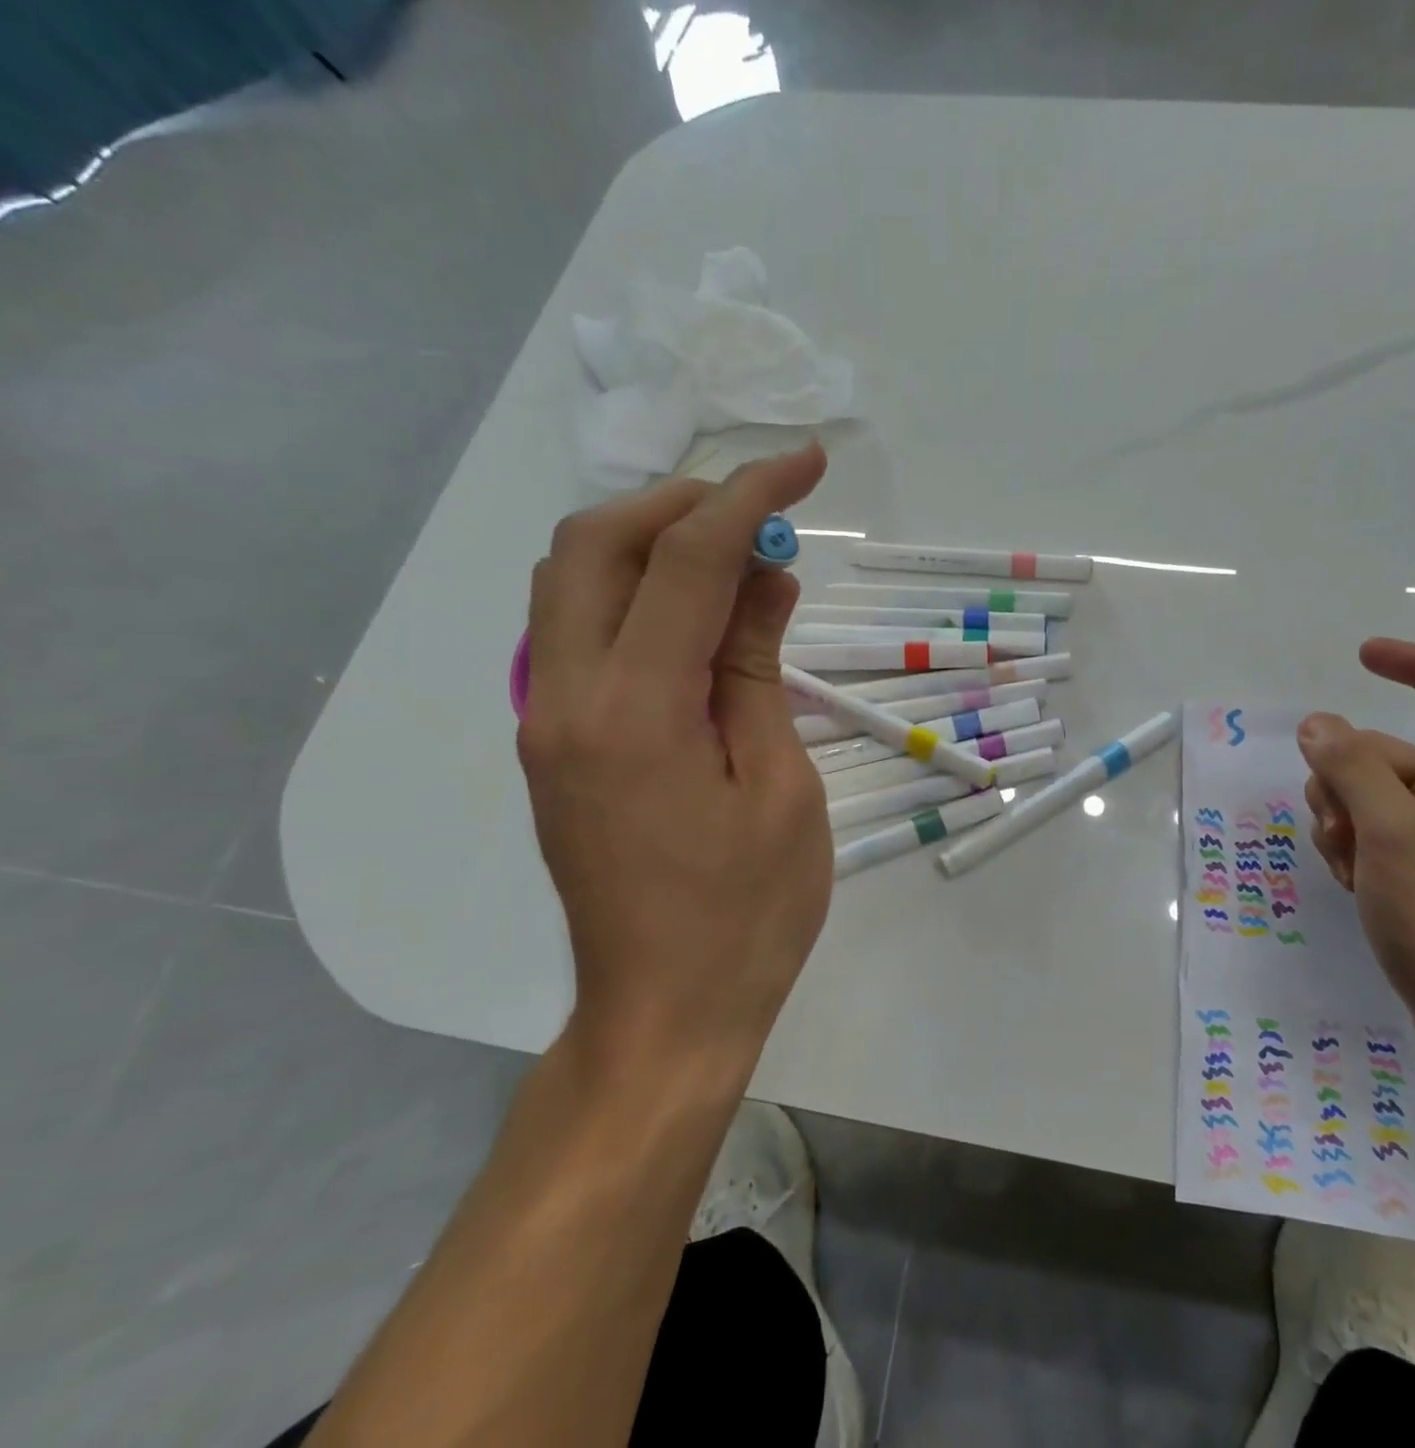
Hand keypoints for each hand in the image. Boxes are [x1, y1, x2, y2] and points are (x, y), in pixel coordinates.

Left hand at [517, 446, 831, 1077]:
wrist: (663, 1013)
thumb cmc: (748, 915)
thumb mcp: (781, 787)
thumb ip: (757, 670)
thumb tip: (765, 578)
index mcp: (636, 711)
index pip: (687, 559)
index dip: (751, 496)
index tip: (807, 463)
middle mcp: (567, 699)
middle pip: (597, 544)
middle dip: (683, 502)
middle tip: (762, 513)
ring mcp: (546, 722)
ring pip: (573, 581)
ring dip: (650, 541)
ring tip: (734, 556)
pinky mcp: (553, 745)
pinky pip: (579, 631)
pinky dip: (634, 594)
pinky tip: (697, 618)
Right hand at [1296, 638, 1414, 1059]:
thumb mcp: (1388, 830)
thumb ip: (1349, 765)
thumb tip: (1319, 723)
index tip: (1362, 657)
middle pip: (1393, 757)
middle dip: (1346, 781)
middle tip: (1333, 825)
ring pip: (1378, 802)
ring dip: (1346, 823)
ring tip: (1348, 867)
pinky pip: (1386, 841)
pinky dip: (1361, 853)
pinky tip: (1356, 886)